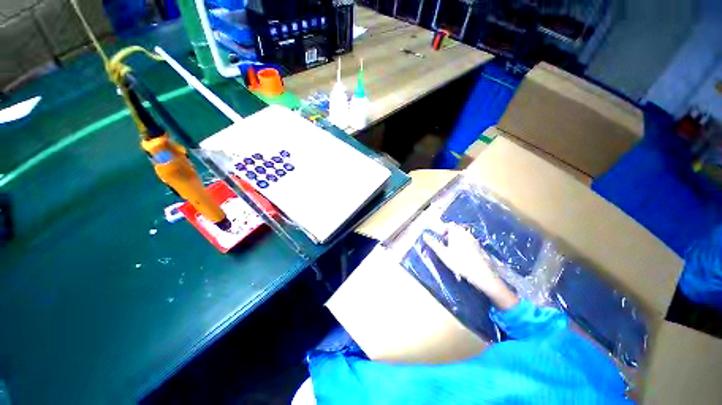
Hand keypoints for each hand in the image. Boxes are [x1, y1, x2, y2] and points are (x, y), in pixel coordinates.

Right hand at [423, 224, 518, 309]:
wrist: (480, 273)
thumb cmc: (459, 262)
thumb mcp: (443, 254)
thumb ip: (433, 243)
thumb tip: (424, 235)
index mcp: (456, 233)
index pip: (449, 225)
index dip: (443, 228)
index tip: (439, 235)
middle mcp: (465, 233)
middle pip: (456, 229)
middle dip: (449, 233)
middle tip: (443, 242)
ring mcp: (473, 239)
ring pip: (462, 234)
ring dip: (456, 238)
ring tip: (451, 248)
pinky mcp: (478, 246)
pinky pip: (468, 240)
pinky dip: (463, 243)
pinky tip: (461, 253)